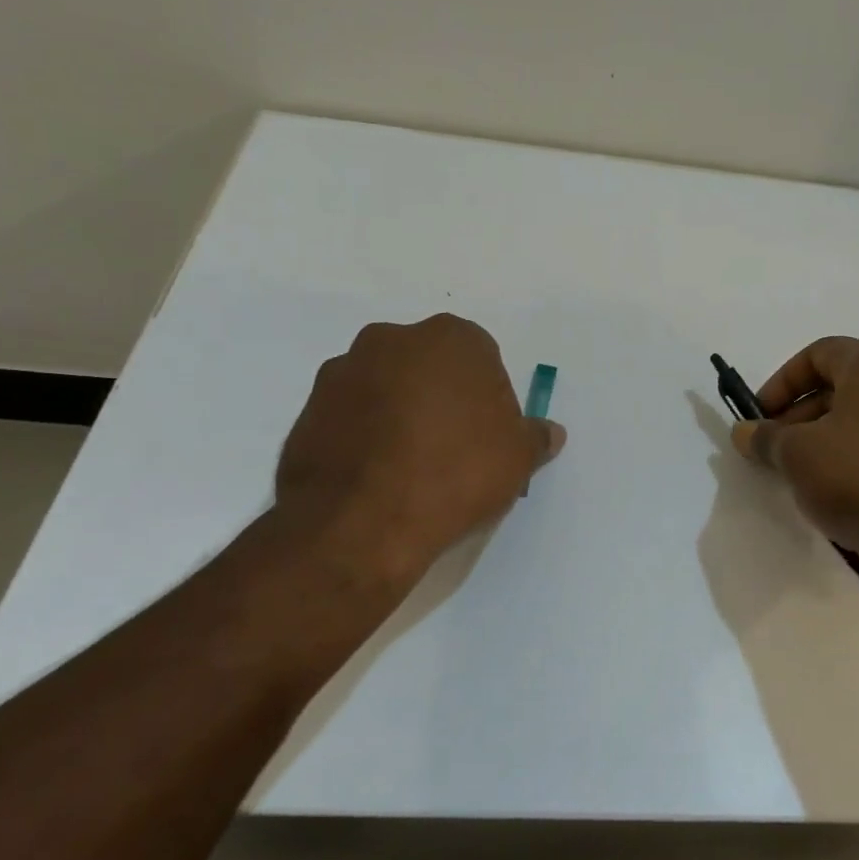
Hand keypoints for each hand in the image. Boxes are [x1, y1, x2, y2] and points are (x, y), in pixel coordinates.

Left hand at [275, 314, 565, 583]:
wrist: (361, 522)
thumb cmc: (455, 474)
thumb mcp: (517, 459)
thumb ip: (535, 437)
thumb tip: (550, 432)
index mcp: (451, 338)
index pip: (481, 359)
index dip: (488, 398)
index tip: (486, 437)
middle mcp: (393, 339)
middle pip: (430, 365)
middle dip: (441, 397)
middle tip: (451, 448)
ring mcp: (344, 370)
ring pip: (387, 386)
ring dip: (399, 412)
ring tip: (408, 466)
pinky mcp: (308, 406)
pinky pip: (351, 413)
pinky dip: (364, 433)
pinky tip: (376, 474)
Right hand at [732, 337, 858, 585]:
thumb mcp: (799, 457)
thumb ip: (767, 438)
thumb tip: (745, 432)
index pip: (819, 353)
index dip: (781, 383)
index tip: (761, 417)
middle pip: (847, 384)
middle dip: (804, 414)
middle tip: (780, 450)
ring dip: (834, 436)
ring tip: (811, 476)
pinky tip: (851, 493)